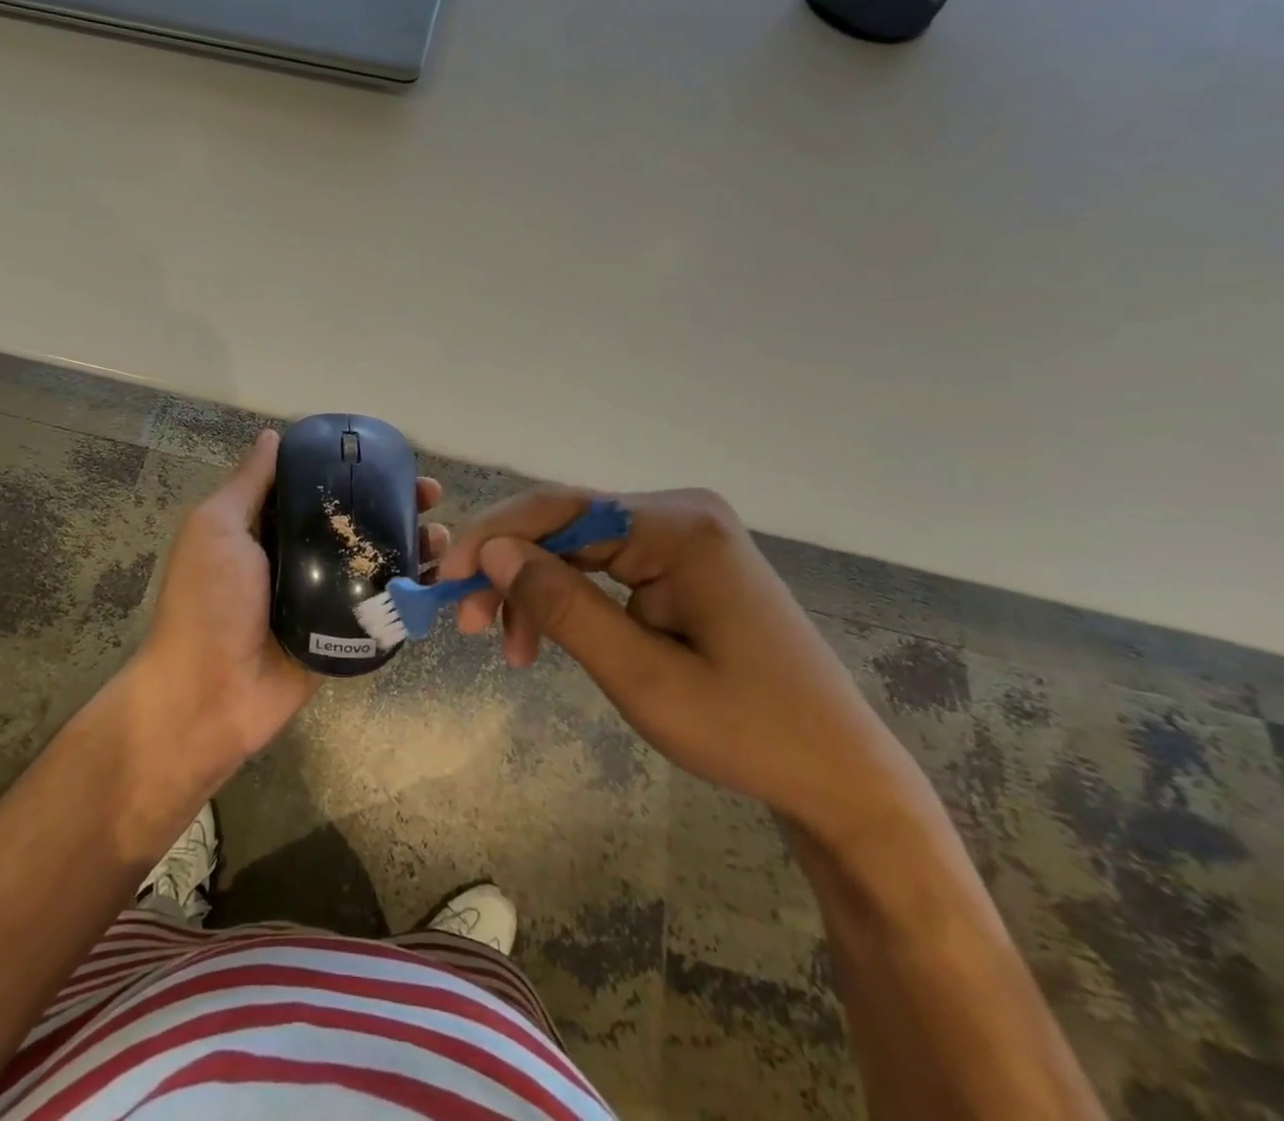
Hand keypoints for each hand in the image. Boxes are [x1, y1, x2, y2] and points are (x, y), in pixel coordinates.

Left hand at [132, 430, 447, 782]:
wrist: (208, 697)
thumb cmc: (207, 603)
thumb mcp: (216, 529)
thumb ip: (248, 485)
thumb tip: (272, 436)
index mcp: (266, 529)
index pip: (317, 488)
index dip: (352, 471)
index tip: (390, 459)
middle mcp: (297, 557)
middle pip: (354, 522)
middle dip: (394, 505)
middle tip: (429, 496)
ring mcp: (322, 597)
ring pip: (374, 561)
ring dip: (410, 544)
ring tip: (439, 536)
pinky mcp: (341, 633)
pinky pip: (380, 605)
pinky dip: (408, 589)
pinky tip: (435, 577)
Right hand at [439, 487, 933, 849]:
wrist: (840, 777)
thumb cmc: (746, 732)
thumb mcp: (641, 676)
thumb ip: (562, 606)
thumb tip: (491, 550)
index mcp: (679, 526)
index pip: (561, 509)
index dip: (494, 538)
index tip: (445, 579)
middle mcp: (680, 514)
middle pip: (566, 526)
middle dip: (511, 572)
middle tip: (470, 625)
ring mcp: (683, 537)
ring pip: (578, 548)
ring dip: (535, 592)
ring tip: (510, 649)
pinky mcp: (683, 564)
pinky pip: (604, 568)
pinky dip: (568, 601)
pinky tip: (547, 638)